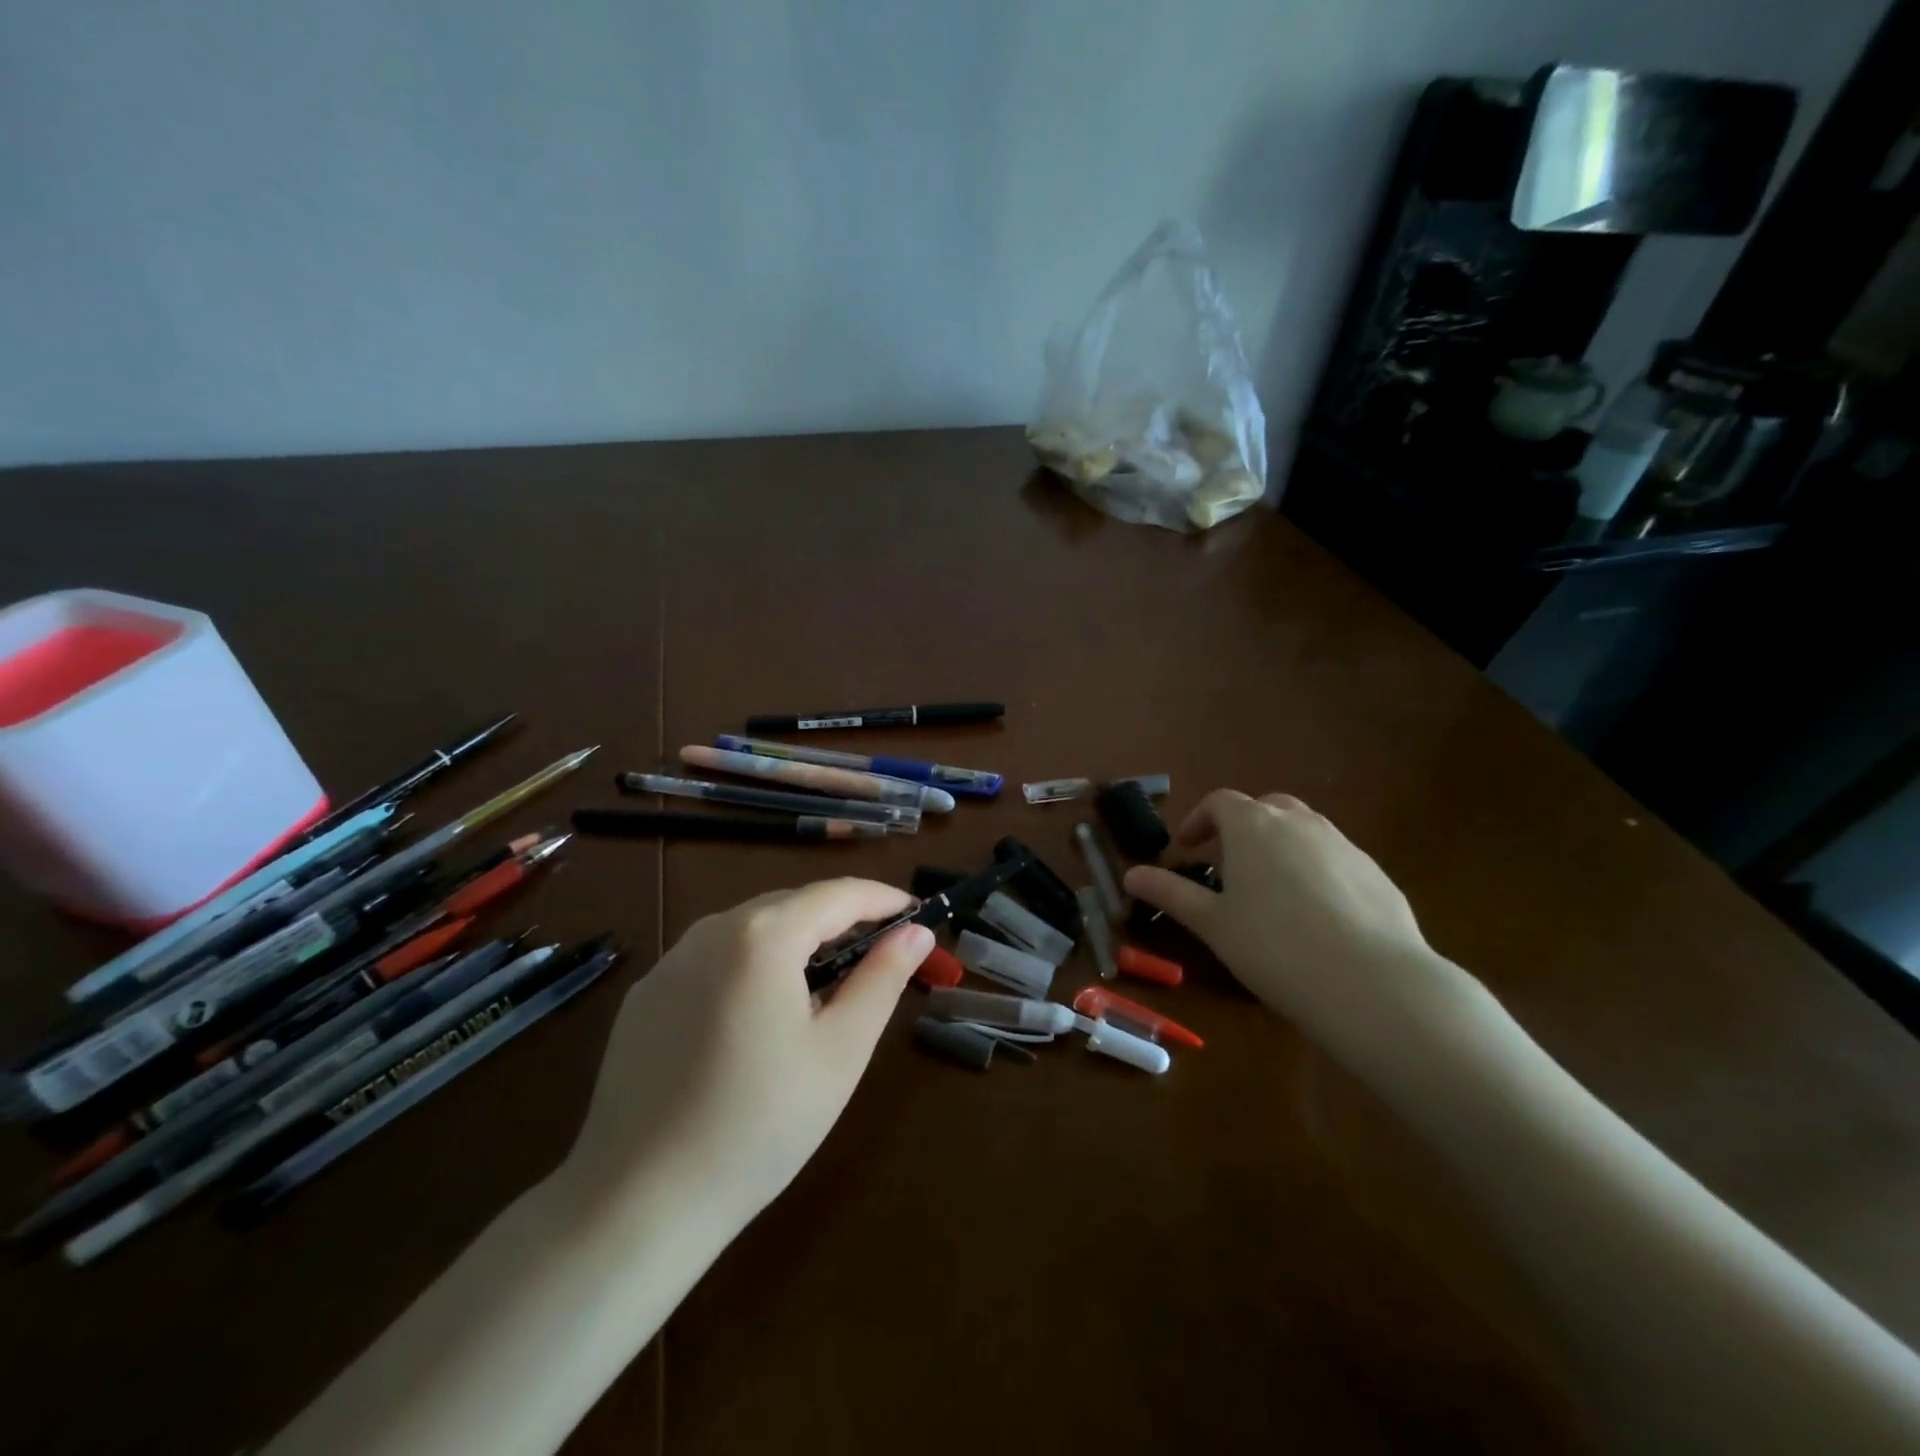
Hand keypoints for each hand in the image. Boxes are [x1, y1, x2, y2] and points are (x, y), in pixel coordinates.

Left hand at [559, 879, 932, 1223]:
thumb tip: (915, 932)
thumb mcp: (840, 1051)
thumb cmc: (760, 1124)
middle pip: (791, 905)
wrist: (638, 1203)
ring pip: (750, 929)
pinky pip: (713, 959)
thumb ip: (882, 979)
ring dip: (796, 942)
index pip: (837, 894)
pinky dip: (751, 966)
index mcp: (762, 936)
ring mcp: (670, 962)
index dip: (883, 899)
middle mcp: (711, 931)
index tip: (916, 915)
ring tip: (824, 986)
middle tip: (879, 955)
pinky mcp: (645, 996)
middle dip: (841, 921)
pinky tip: (757, 1017)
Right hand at [1124, 790, 1485, 1068]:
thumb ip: (1170, 894)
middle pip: (1265, 807)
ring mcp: (1343, 844)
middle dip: (1242, 827)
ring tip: (1271, 891)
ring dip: (1280, 846)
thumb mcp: (1212, 924)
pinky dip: (1316, 870)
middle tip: (1229, 865)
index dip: (1199, 820)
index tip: (1187, 848)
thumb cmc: (1273, 947)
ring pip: (1304, 830)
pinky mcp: (1376, 873)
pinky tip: (1316, 916)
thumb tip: (1130, 875)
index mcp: (1254, 826)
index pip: (1220, 802)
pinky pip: (1335, 858)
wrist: (1372, 983)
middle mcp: (1299, 822)